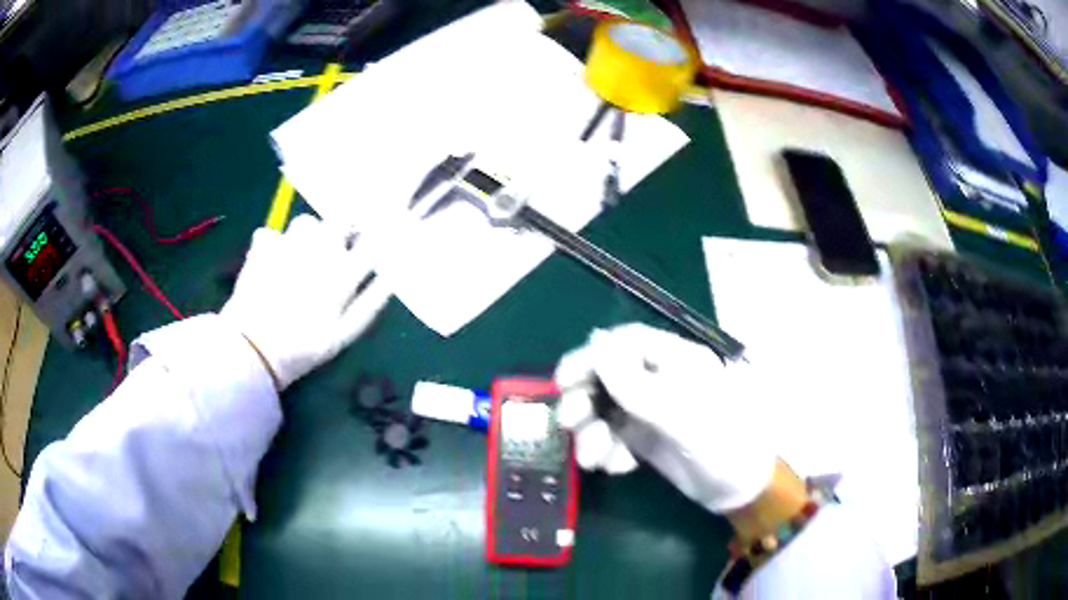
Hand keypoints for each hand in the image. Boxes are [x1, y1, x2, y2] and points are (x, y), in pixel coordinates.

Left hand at [221, 214, 390, 390]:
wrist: (255, 349)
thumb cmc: (304, 348)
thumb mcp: (344, 335)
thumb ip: (370, 303)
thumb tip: (389, 278)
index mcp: (343, 271)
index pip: (369, 242)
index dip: (372, 239)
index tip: (369, 245)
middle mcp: (319, 249)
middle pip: (339, 220)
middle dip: (341, 228)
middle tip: (333, 247)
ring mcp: (289, 244)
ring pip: (305, 223)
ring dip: (306, 235)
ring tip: (299, 255)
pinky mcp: (261, 247)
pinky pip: (270, 234)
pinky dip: (271, 245)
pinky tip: (269, 263)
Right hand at [554, 323, 775, 512]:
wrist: (740, 490)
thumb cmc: (721, 443)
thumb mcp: (679, 414)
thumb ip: (635, 382)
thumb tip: (595, 341)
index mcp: (676, 360)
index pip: (625, 343)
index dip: (592, 355)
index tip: (565, 379)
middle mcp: (660, 379)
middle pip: (608, 375)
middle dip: (585, 399)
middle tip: (568, 422)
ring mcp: (651, 410)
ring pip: (605, 409)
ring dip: (591, 432)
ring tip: (593, 459)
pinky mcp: (646, 438)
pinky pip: (613, 436)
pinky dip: (607, 450)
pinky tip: (618, 467)